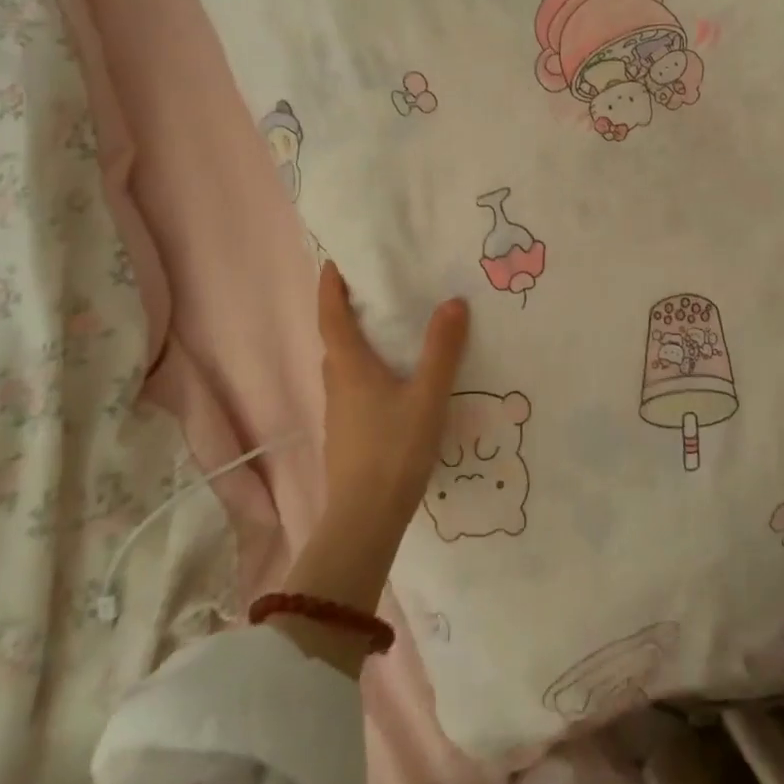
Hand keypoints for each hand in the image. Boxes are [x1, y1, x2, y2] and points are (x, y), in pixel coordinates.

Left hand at [276, 265, 468, 676]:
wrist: (365, 521)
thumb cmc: (393, 450)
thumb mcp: (427, 396)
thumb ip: (442, 350)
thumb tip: (453, 302)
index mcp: (350, 367)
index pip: (331, 316)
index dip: (330, 287)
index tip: (334, 262)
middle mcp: (337, 384)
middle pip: (335, 340)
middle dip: (346, 313)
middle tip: (372, 293)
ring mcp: (339, 414)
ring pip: (344, 368)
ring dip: (356, 345)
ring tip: (387, 334)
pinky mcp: (347, 436)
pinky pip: (353, 390)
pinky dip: (366, 373)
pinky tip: (392, 385)